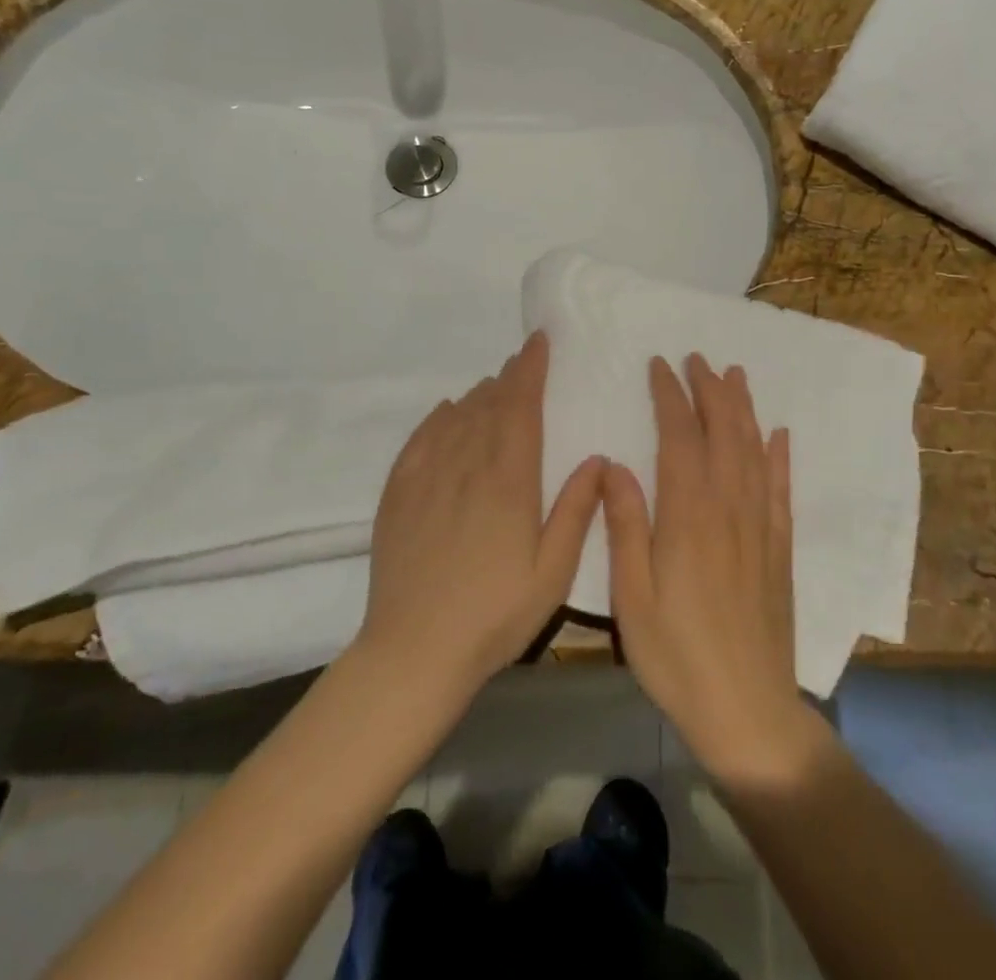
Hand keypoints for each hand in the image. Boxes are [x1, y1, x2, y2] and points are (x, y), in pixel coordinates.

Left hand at [357, 332, 604, 700]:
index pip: (520, 407)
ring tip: (493, 387)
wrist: (414, 651)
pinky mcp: (398, 494)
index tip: (538, 342)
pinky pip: (420, 439)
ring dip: (478, 395)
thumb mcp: (552, 573)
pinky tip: (446, 412)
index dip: (530, 370)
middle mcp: (465, 465)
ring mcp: (426, 477)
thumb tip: (598, 460)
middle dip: (508, 378)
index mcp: (507, 481)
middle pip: (488, 405)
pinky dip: (438, 418)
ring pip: (455, 417)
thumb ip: (576, 511)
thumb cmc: (495, 616)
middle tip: (522, 361)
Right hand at [603, 355, 814, 783]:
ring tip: (735, 377)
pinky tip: (780, 435)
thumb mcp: (632, 596)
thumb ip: (624, 526)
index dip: (670, 397)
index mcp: (689, 516)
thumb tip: (613, 465)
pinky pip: (782, 490)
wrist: (748, 711)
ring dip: (744, 410)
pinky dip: (780, 457)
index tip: (660, 366)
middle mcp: (730, 509)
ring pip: (754, 452)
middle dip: (710, 391)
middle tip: (698, 359)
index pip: (681, 438)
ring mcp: (761, 528)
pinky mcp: (780, 549)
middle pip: (723, 433)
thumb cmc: (676, 656)